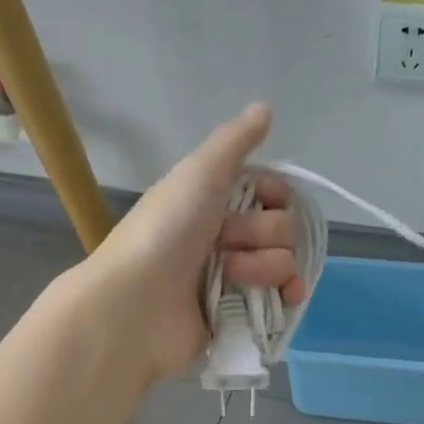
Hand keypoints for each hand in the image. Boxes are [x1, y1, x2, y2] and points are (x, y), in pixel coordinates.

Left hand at [76, 103, 304, 383]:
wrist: (137, 304)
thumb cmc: (165, 232)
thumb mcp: (199, 174)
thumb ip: (235, 141)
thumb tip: (265, 107)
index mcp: (216, 202)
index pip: (273, 193)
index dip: (276, 196)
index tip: (264, 200)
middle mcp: (228, 238)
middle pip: (283, 228)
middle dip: (261, 234)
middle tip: (225, 242)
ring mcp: (236, 279)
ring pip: (285, 263)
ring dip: (264, 267)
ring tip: (230, 277)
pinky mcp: (241, 316)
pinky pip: (283, 300)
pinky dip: (286, 297)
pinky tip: (284, 297)